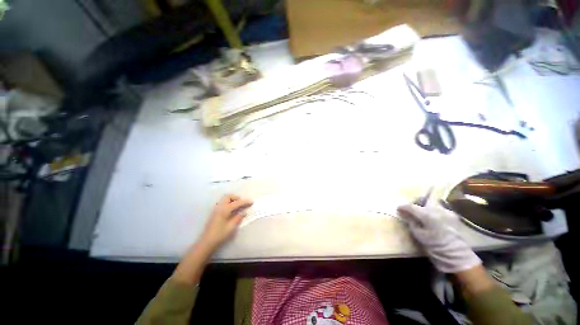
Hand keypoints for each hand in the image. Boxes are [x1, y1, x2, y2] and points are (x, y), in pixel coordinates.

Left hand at [199, 194, 252, 250]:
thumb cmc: (220, 235)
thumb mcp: (231, 227)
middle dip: (237, 198)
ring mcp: (216, 209)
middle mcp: (220, 207)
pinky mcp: (215, 212)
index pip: (237, 203)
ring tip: (238, 207)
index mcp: (224, 210)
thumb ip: (238, 218)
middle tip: (242, 204)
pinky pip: (223, 203)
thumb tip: (244, 212)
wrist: (206, 242)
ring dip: (232, 200)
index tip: (252, 202)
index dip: (245, 202)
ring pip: (225, 199)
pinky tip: (232, 211)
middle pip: (229, 196)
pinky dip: (229, 203)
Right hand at [397, 203, 480, 272]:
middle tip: (410, 210)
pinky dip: (433, 210)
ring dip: (425, 205)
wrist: (456, 255)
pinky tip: (431, 217)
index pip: (411, 206)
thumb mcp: (418, 234)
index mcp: (428, 215)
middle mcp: (437, 209)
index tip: (398, 209)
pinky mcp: (452, 215)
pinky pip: (439, 208)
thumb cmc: (435, 246)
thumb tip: (404, 213)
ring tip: (421, 213)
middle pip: (423, 199)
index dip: (403, 207)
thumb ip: (411, 221)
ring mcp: (446, 211)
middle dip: (415, 202)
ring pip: (432, 203)